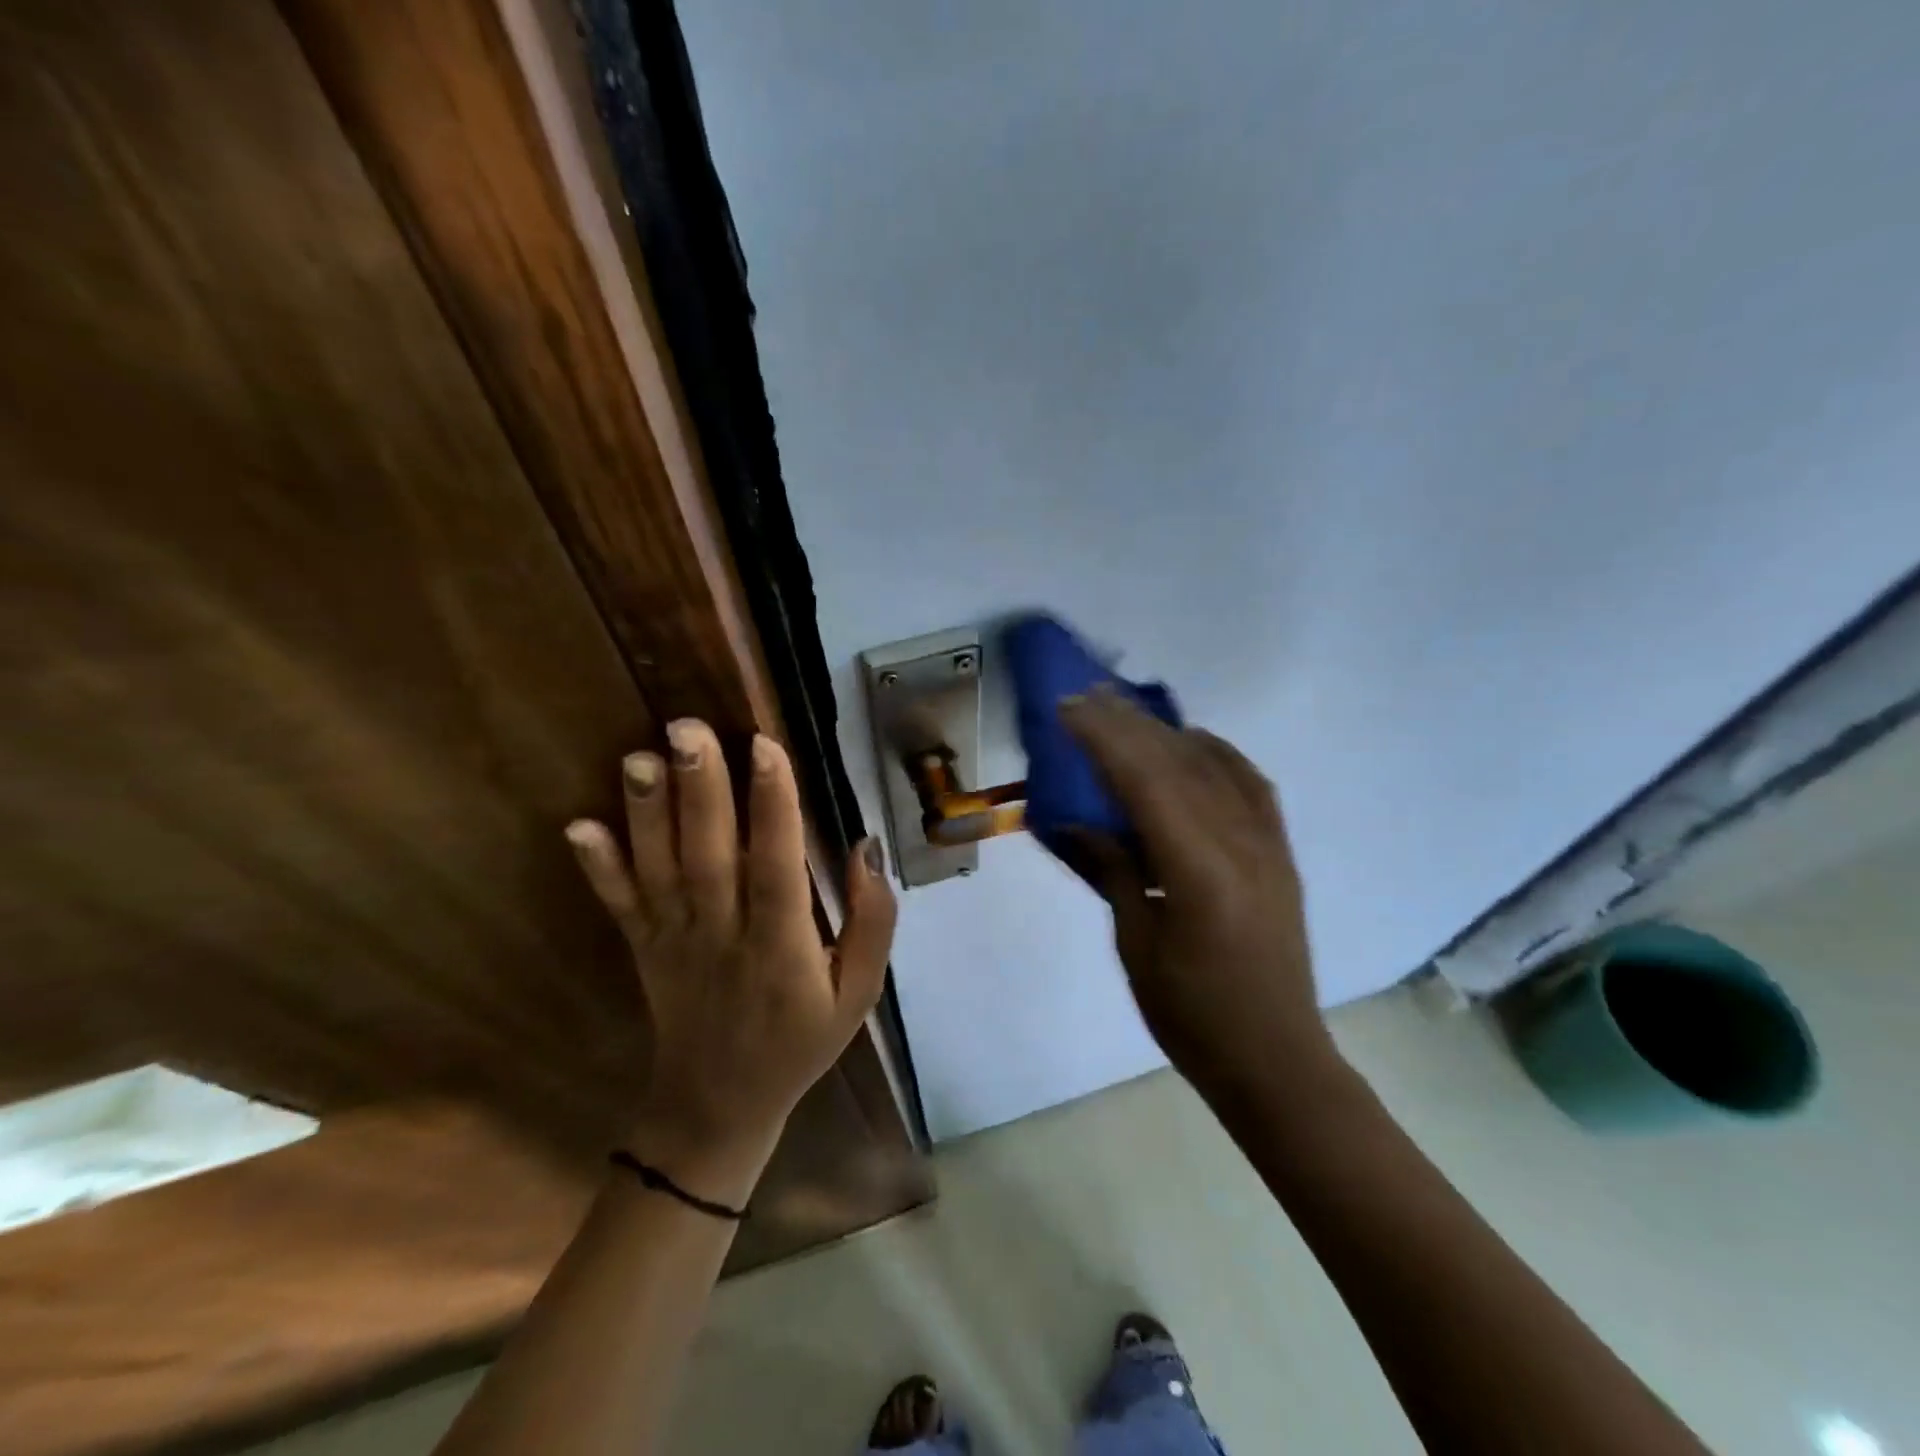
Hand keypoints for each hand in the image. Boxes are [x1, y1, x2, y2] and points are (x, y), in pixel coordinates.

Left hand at [565, 720, 895, 1205]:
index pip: (777, 866)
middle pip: (709, 856)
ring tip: (640, 756)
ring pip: (661, 870)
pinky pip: (619, 905)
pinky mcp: (642, 948)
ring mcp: (673, 941)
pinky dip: (598, 867)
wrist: (719, 1106)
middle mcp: (722, 935)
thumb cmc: (800, 1040)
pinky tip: (578, 826)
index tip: (766, 747)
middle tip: (688, 728)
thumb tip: (865, 848)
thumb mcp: (859, 992)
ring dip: (648, 813)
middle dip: (700, 789)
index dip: (773, 807)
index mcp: (781, 946)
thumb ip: (871, 921)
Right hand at [1059, 689, 1332, 1099]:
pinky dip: (1216, 752)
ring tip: (1126, 709)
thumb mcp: (1137, 944)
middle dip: (1128, 723)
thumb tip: (1073, 822)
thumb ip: (1112, 871)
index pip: (1146, 781)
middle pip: (1179, 761)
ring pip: (1214, 764)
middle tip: (1086, 695)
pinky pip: (1249, 782)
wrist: (1276, 1059)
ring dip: (1165, 731)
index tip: (1068, 708)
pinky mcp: (1279, 851)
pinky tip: (1192, 742)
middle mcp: (1240, 842)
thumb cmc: (1193, 1015)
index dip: (1104, 738)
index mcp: (1199, 870)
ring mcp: (1267, 843)